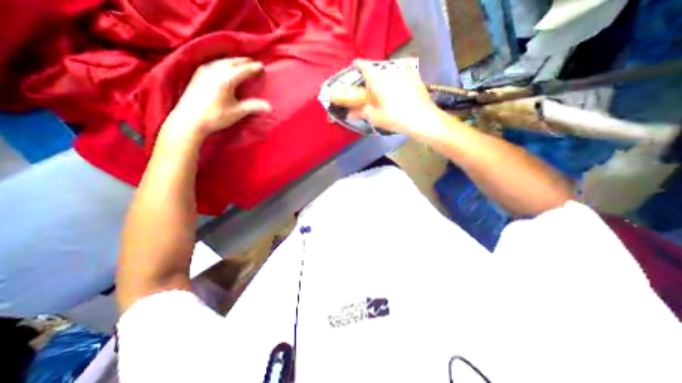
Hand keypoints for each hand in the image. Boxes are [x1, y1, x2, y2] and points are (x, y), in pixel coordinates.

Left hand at [163, 57, 270, 139]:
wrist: (189, 120)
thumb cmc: (215, 116)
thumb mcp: (237, 112)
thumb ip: (253, 107)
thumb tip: (270, 107)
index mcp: (226, 79)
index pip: (243, 70)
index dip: (254, 68)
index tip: (262, 67)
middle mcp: (215, 71)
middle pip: (232, 62)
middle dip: (244, 62)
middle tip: (254, 63)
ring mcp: (205, 71)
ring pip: (222, 61)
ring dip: (234, 61)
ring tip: (242, 63)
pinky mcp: (198, 74)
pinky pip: (214, 63)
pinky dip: (224, 63)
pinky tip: (225, 66)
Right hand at [331, 58, 442, 138]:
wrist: (422, 118)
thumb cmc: (394, 117)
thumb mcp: (375, 117)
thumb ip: (360, 112)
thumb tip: (348, 113)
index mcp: (377, 78)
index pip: (363, 65)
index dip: (357, 66)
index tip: (355, 69)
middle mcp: (390, 69)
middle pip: (377, 69)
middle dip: (372, 77)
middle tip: (371, 90)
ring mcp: (404, 70)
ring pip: (389, 71)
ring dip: (384, 79)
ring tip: (386, 92)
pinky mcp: (415, 75)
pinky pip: (401, 74)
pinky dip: (396, 80)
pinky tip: (399, 92)